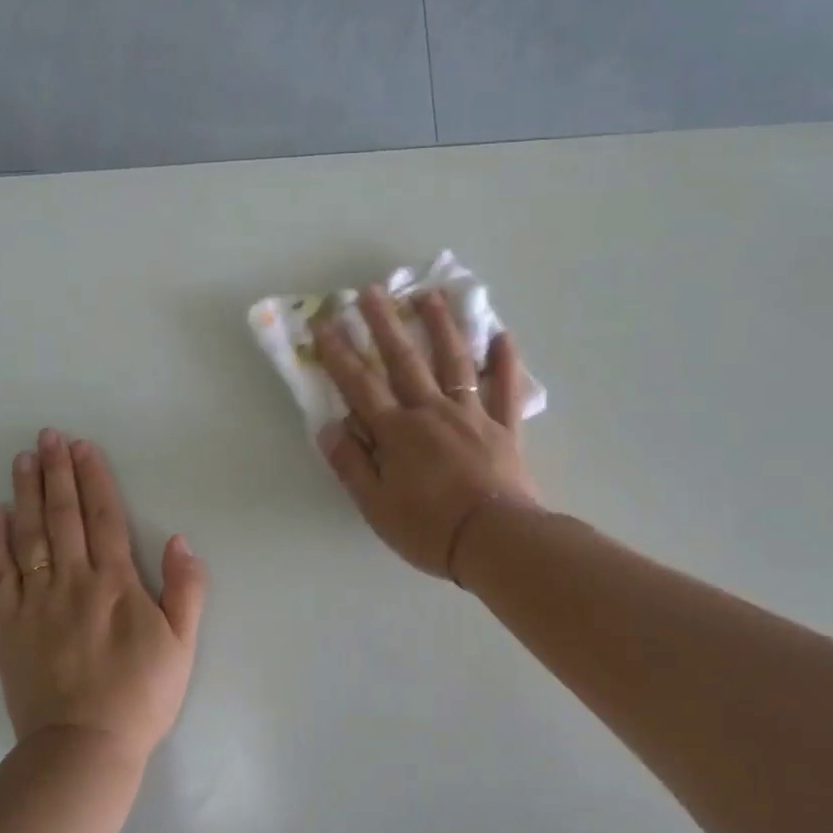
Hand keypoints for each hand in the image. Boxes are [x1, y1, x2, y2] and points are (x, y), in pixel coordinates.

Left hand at [0, 431, 206, 762]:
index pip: (104, 518)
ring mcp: (35, 602)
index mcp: (116, 583)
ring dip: (26, 494)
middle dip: (57, 473)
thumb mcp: (183, 644)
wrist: (84, 746)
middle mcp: (73, 582)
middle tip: (47, 436)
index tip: (83, 447)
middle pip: (64, 517)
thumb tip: (178, 540)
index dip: (94, 479)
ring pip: (29, 536)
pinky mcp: (8, 627)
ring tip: (22, 460)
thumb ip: (185, 589)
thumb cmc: (142, 694)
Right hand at [313, 285, 538, 577]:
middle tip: (372, 291)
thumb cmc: (429, 529)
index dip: (340, 354)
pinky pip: (506, 389)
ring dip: (440, 326)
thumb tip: (329, 426)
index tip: (326, 323)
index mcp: (398, 433)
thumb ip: (351, 464)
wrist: (495, 541)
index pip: (361, 386)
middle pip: (405, 362)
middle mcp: (433, 413)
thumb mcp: (375, 505)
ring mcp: (473, 416)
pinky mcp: (505, 429)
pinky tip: (501, 336)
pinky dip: (505, 362)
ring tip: (430, 295)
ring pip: (454, 363)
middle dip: (385, 324)